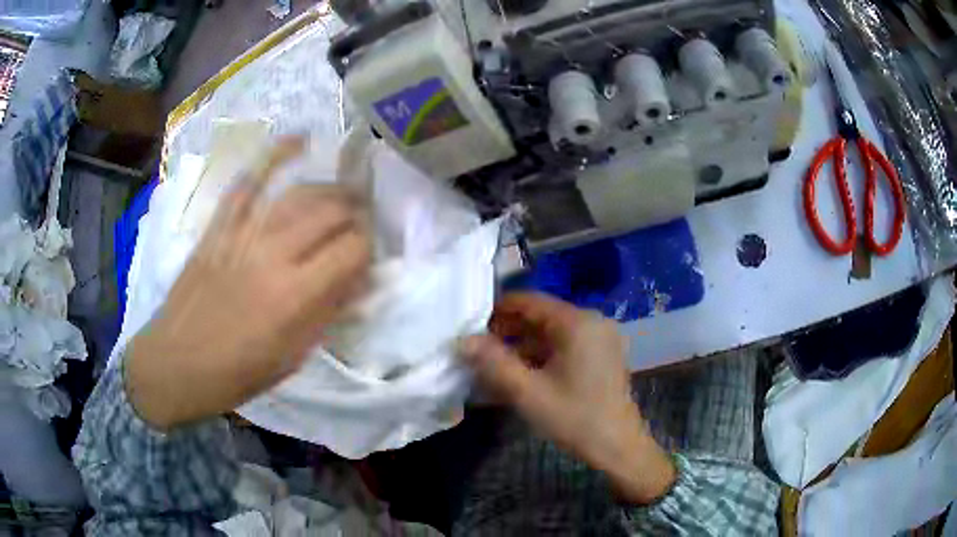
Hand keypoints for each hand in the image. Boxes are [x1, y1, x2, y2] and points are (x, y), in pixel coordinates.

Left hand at [126, 137, 371, 428]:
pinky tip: (298, 141)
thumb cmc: (235, 373)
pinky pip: (248, 183)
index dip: (368, 249)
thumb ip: (326, 315)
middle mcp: (272, 255)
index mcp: (294, 296)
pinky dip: (273, 157)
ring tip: (342, 195)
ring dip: (328, 190)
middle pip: (330, 212)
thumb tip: (356, 283)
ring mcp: (242, 234)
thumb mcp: (291, 358)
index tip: (366, 260)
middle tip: (360, 224)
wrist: (175, 364)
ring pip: (297, 194)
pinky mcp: (219, 226)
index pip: (352, 250)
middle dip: (355, 214)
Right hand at [458, 293, 675, 503]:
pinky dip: (542, 356)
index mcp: (577, 323)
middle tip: (479, 350)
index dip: (497, 311)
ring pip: (552, 333)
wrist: (618, 447)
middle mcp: (592, 322)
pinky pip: (565, 346)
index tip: (471, 327)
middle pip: (541, 316)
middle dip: (508, 331)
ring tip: (494, 365)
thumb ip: (493, 363)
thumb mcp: (528, 392)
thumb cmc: (574, 418)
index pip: (529, 301)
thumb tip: (463, 340)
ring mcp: (600, 338)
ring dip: (523, 345)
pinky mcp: (602, 355)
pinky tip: (521, 374)